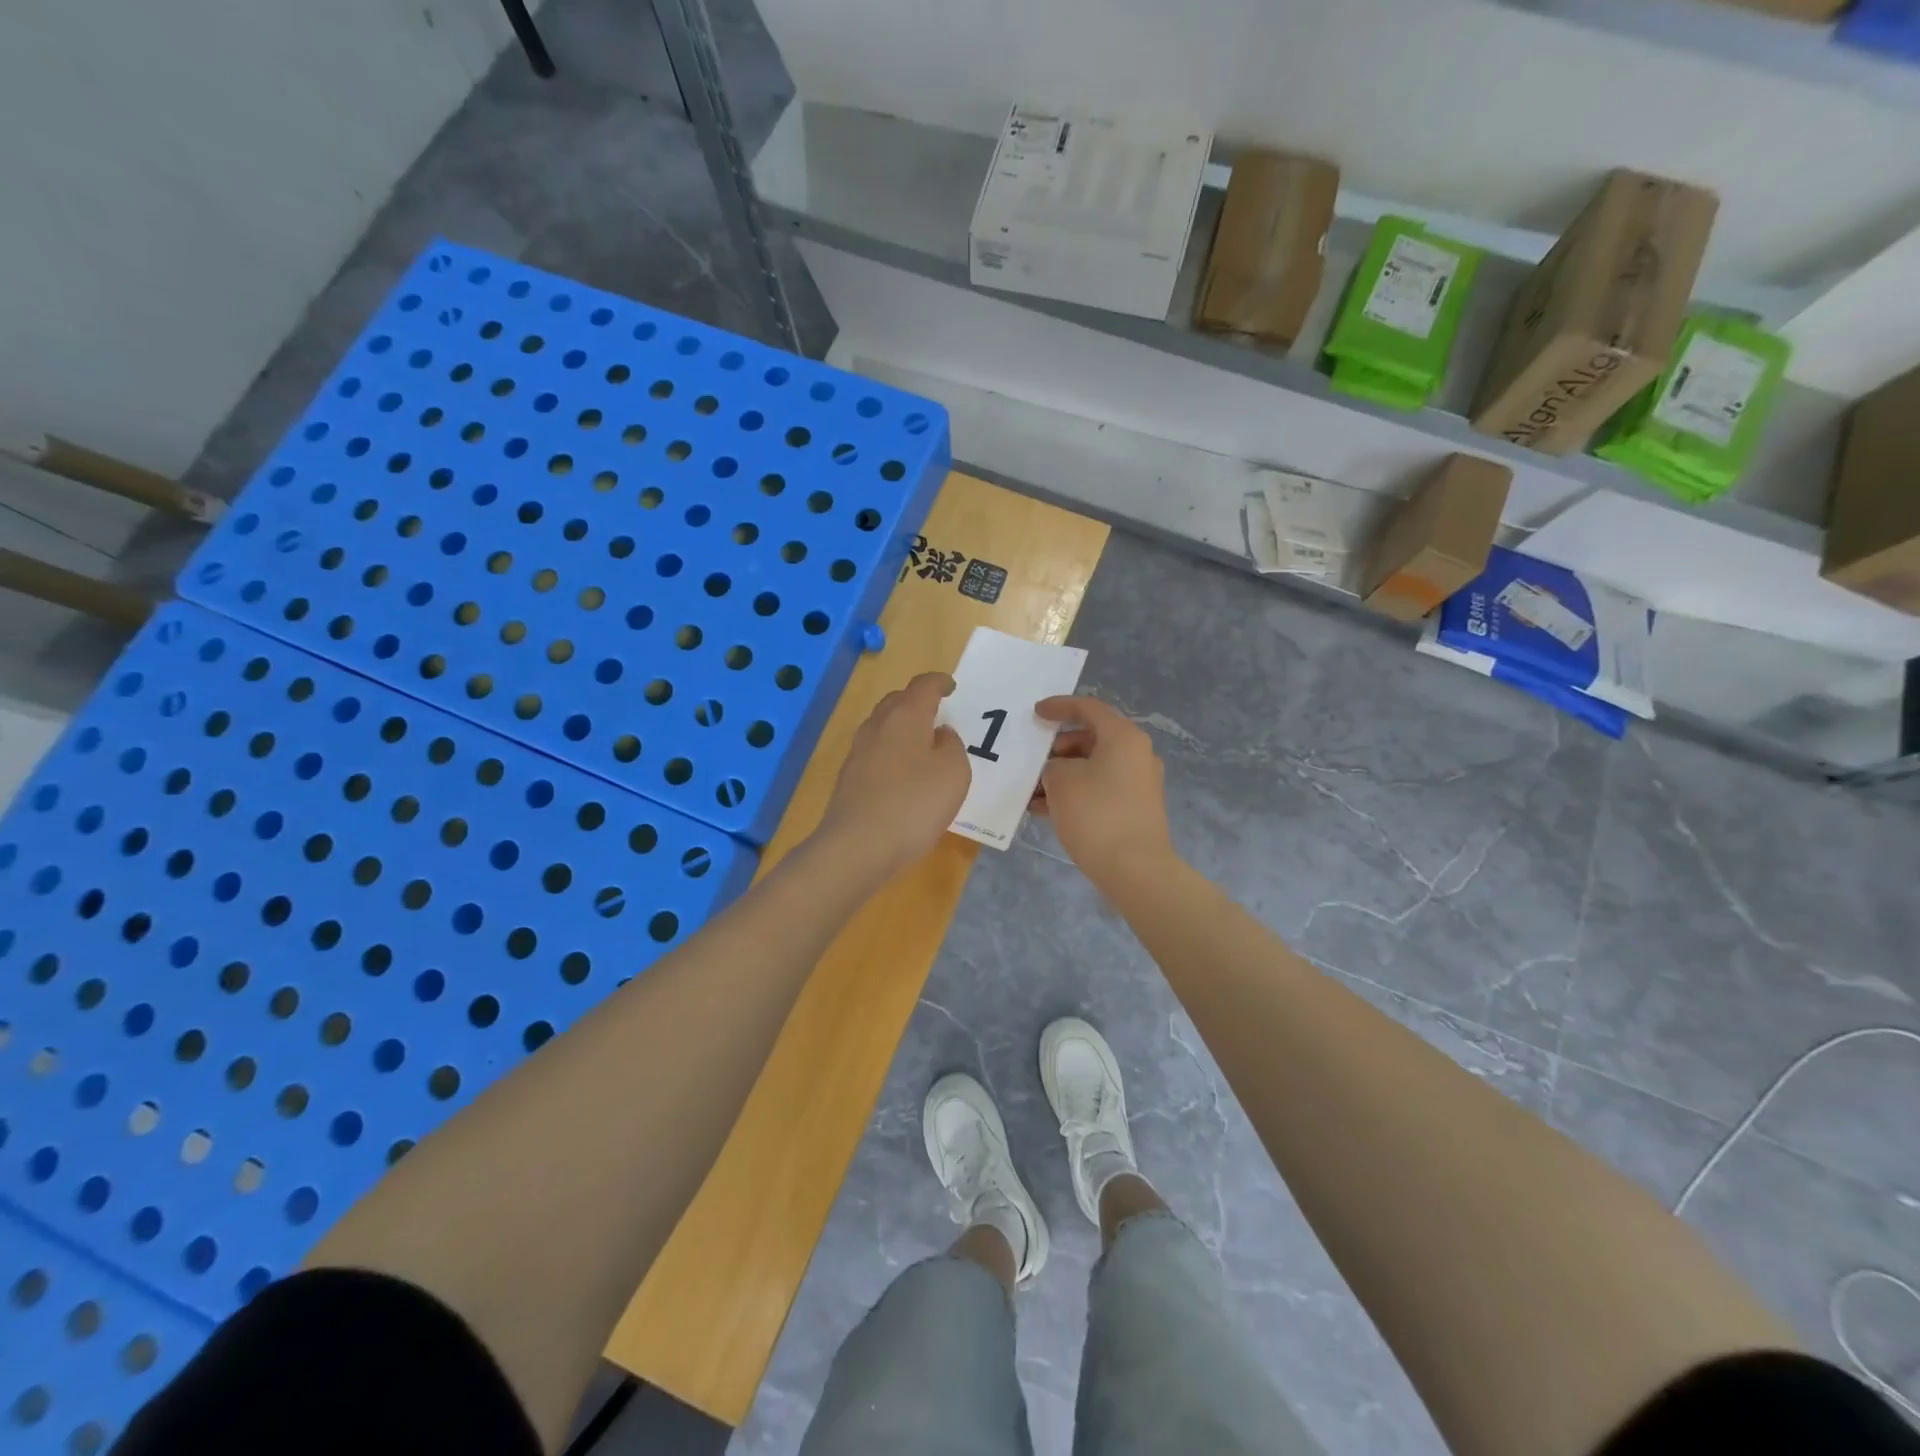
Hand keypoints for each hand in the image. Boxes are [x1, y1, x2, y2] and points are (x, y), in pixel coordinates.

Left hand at [817, 672, 969, 877]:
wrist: (858, 846)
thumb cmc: (915, 803)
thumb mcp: (954, 773)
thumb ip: (952, 746)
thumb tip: (939, 735)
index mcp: (906, 716)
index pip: (923, 686)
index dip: (939, 682)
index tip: (950, 687)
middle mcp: (877, 726)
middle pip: (897, 701)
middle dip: (917, 701)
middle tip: (936, 713)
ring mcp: (858, 752)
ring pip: (883, 726)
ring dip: (902, 728)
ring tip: (922, 744)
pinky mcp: (849, 778)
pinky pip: (875, 752)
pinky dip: (892, 752)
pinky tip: (903, 774)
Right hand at [1032, 695, 1173, 886]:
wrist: (1135, 869)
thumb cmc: (1096, 814)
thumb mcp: (1061, 781)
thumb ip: (1053, 766)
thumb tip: (1059, 772)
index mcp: (1123, 737)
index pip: (1088, 708)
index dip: (1059, 706)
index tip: (1034, 713)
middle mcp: (1136, 754)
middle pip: (1090, 739)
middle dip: (1056, 749)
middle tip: (1030, 762)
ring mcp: (1138, 783)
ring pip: (1092, 767)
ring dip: (1061, 775)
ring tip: (1030, 792)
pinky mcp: (1134, 809)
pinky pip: (1098, 790)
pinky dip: (1074, 794)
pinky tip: (1044, 811)